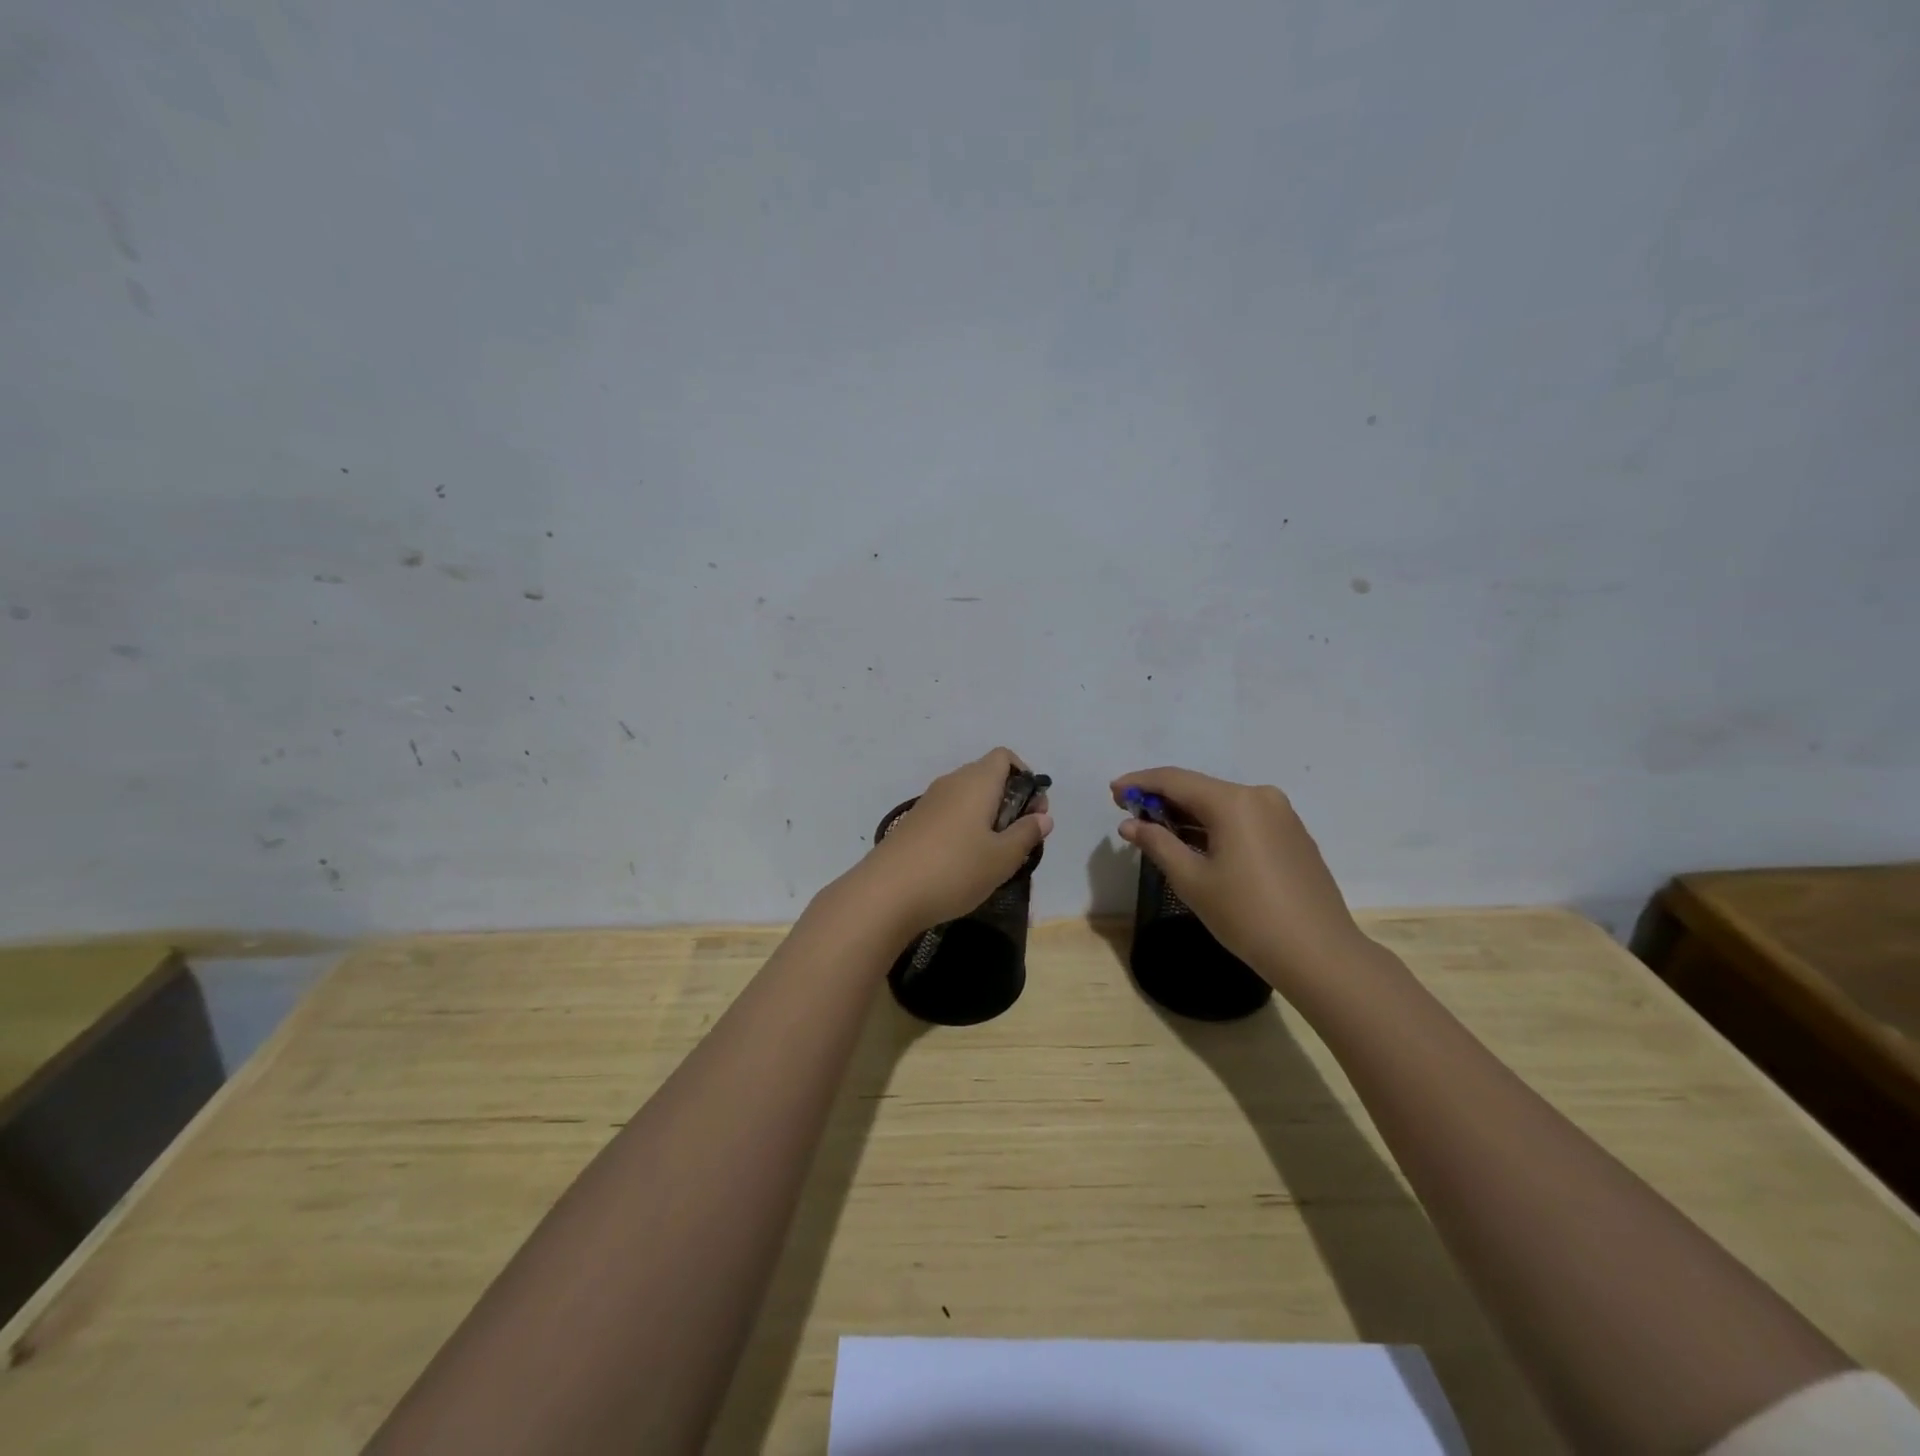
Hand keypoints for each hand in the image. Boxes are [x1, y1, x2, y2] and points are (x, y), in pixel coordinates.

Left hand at [851, 748, 1052, 939]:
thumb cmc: (954, 870)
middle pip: (988, 776)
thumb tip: (1044, 816)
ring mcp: (929, 802)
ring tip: (995, 855)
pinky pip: (950, 813)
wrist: (886, 893)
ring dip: (987, 817)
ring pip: (968, 797)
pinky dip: (965, 828)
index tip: (1033, 811)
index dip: (1025, 777)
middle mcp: (952, 782)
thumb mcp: (1002, 858)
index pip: (1005, 757)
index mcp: (977, 781)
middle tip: (1019, 839)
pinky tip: (965, 862)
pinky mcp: (914, 822)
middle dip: (1010, 801)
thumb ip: (1026, 834)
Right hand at [1111, 767, 1369, 992]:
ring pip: (1222, 804)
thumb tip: (1129, 824)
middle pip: (1199, 788)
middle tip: (1129, 810)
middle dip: (1162, 798)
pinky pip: (1243, 818)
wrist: (1319, 954)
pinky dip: (1214, 825)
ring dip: (1187, 813)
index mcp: (1234, 802)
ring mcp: (1281, 815)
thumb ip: (1157, 844)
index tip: (1112, 791)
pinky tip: (1196, 843)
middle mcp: (1260, 797)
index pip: (1175, 780)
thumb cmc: (1247, 916)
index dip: (1140, 783)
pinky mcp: (1292, 835)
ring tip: (1156, 828)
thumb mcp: (1192, 880)